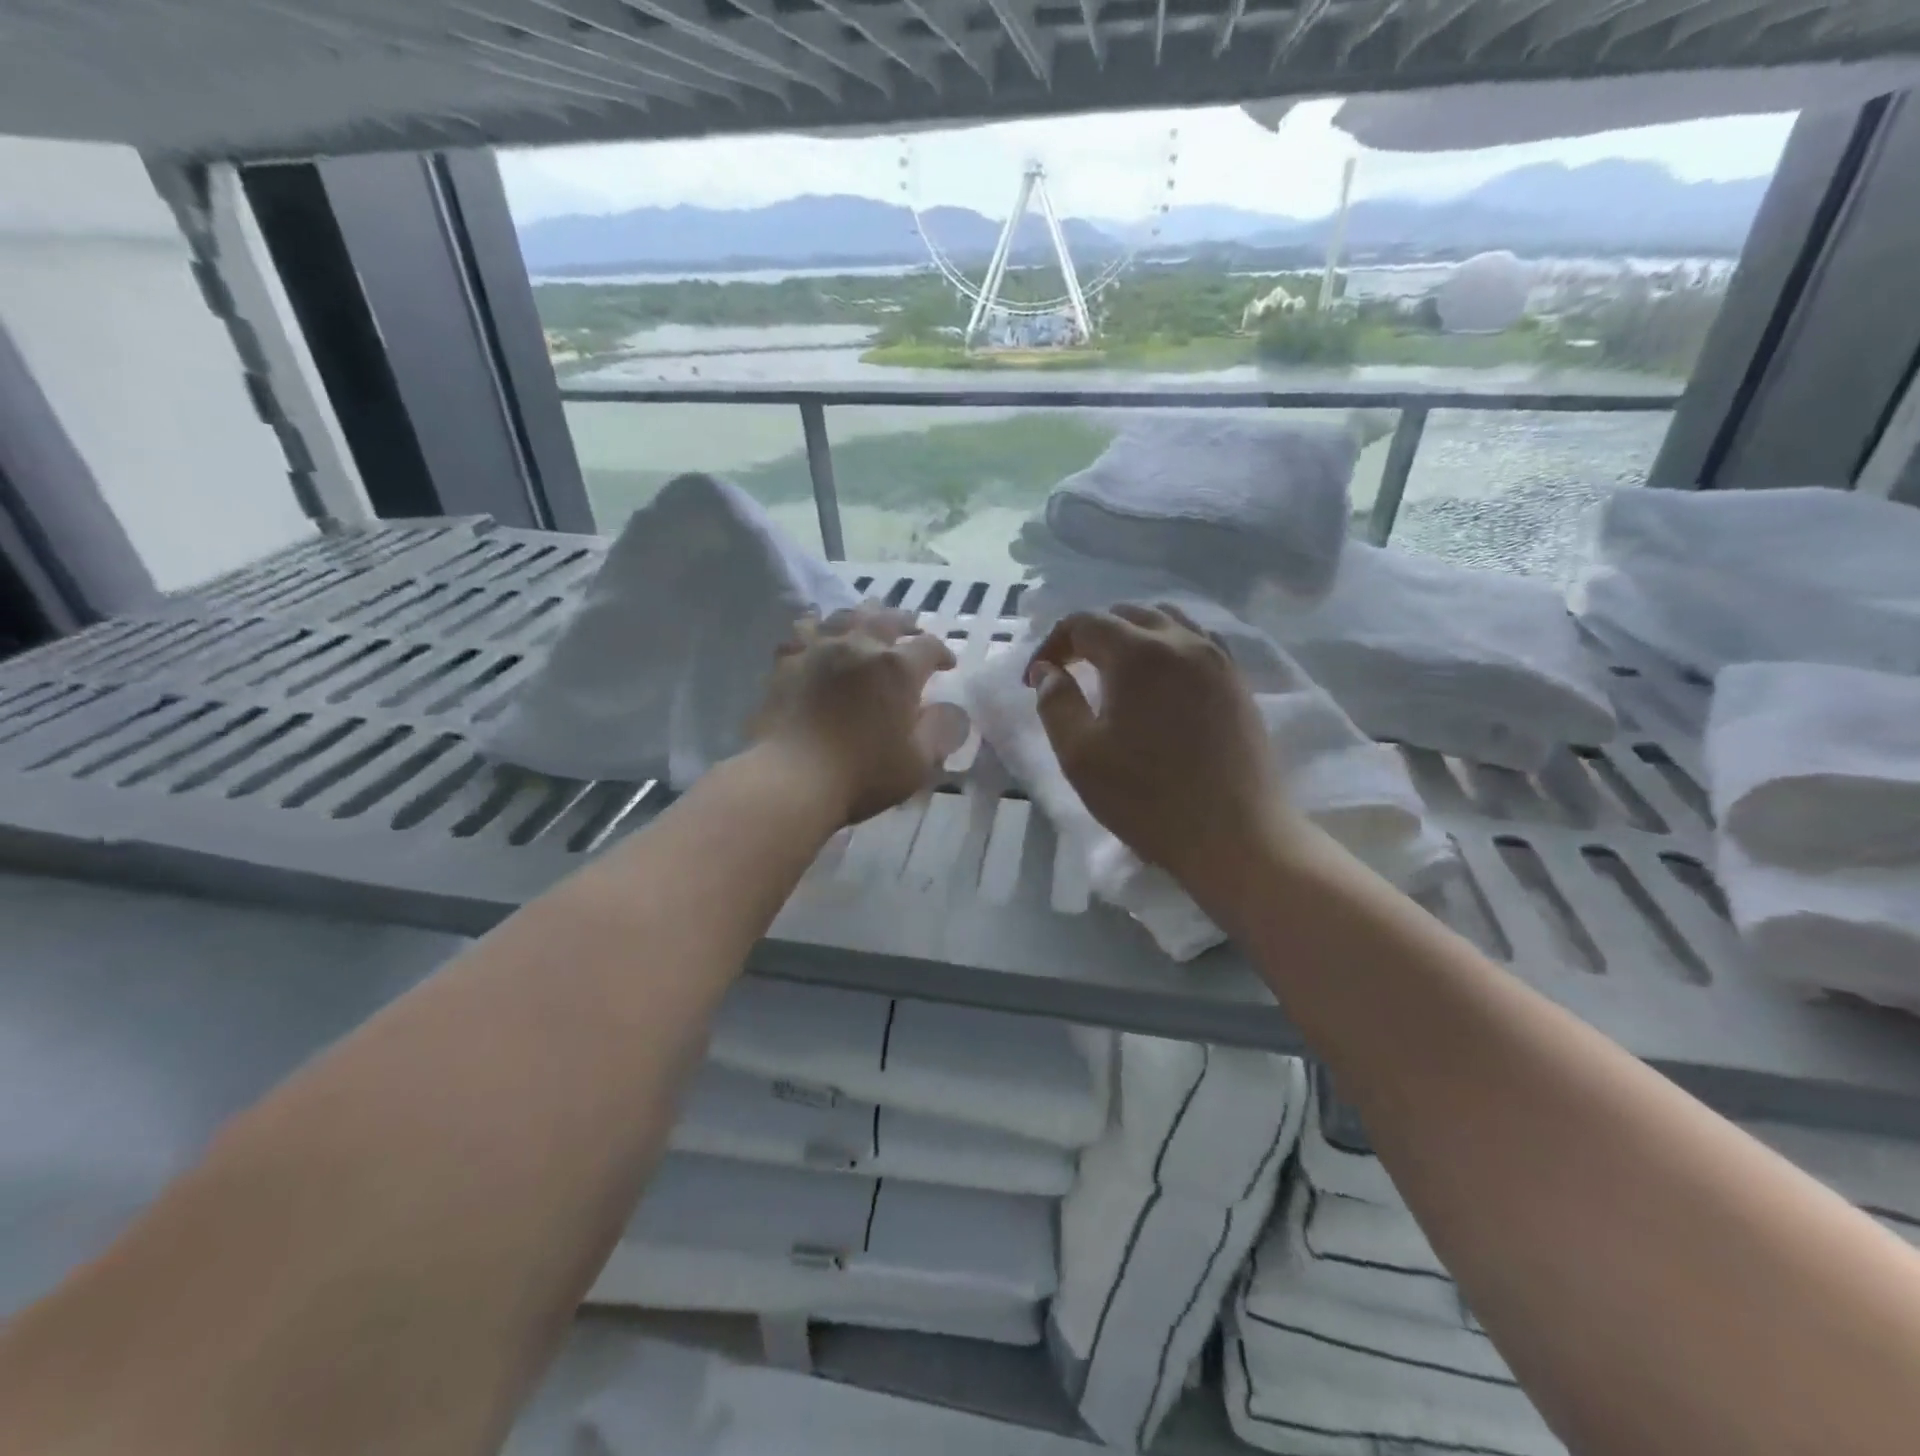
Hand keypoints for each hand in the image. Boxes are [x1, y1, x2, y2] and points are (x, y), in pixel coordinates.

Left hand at [750, 602, 957, 825]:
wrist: (791, 778)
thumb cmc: (862, 774)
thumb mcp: (918, 762)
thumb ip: (941, 731)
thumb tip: (952, 710)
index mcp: (898, 669)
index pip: (929, 647)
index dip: (942, 653)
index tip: (947, 665)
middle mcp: (860, 646)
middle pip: (887, 619)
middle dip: (904, 621)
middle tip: (911, 626)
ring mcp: (819, 649)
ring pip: (845, 616)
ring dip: (863, 615)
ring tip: (867, 619)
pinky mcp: (786, 662)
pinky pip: (803, 631)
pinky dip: (816, 628)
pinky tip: (817, 634)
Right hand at [1027, 604, 1289, 884]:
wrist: (1235, 836)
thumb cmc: (1148, 798)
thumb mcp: (1080, 756)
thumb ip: (1056, 704)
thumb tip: (1048, 672)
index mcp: (1138, 654)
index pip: (1084, 623)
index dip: (1052, 644)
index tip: (1036, 679)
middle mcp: (1181, 641)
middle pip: (1127, 614)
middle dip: (1090, 635)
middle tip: (1070, 671)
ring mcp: (1217, 659)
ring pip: (1167, 621)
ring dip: (1131, 635)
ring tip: (1114, 671)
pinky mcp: (1237, 682)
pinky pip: (1197, 642)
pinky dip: (1167, 647)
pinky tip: (1160, 682)